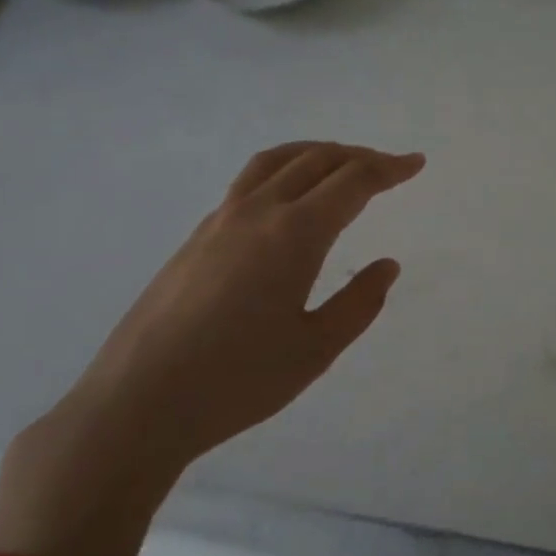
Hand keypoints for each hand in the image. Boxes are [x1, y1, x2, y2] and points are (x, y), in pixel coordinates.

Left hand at [0, 142, 422, 555]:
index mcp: (294, 234)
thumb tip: (387, 265)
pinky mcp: (195, 238)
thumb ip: (359, 302)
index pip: (352, 181)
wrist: (138, 402)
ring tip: (340, 164)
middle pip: (316, 160)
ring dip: (316, 153)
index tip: (416, 164)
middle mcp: (257, 212)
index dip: (389, 169)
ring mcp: (219, 221)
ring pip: (275, 162)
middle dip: (359, 157)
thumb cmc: (237, 381)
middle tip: (389, 168)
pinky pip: (249, 182)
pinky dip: (283, 171)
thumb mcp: (316, 349)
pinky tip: (288, 201)